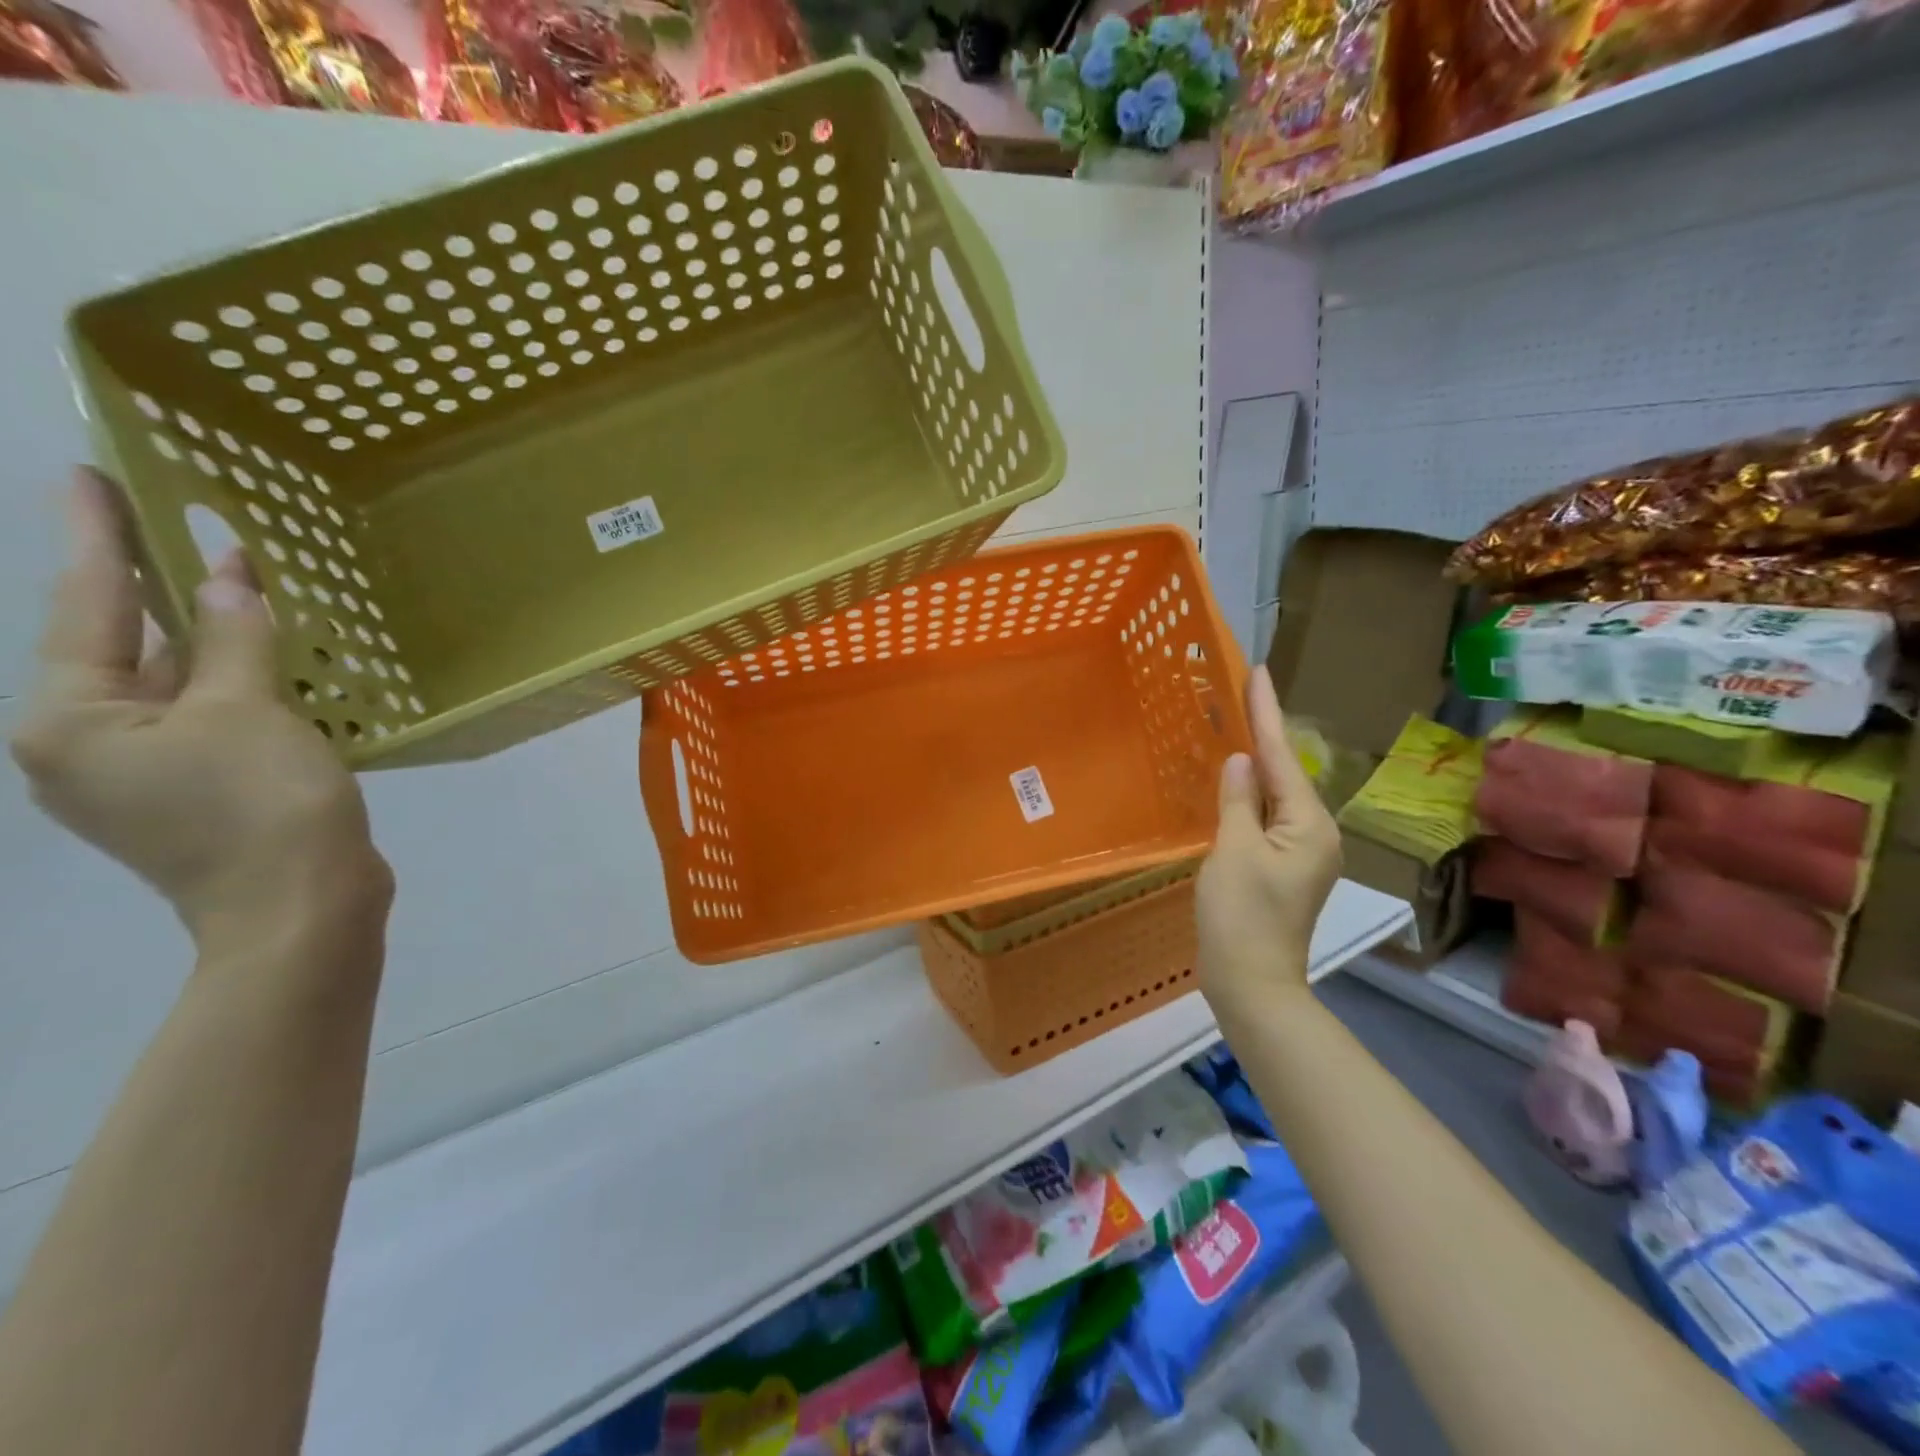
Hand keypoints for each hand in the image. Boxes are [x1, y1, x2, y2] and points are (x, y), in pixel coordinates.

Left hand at [11, 471, 391, 951]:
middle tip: (184, 528)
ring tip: (241, 589)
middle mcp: (86, 744)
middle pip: (125, 646)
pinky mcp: (198, 792)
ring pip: (175, 685)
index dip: (100, 538)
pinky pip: (211, 717)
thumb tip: (225, 576)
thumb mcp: (248, 711)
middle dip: (161, 590)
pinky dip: (239, 684)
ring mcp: (143, 774)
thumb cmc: (262, 806)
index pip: (89, 606)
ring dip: (212, 640)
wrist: (302, 908)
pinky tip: (274, 661)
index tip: (93, 476)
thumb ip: (233, 639)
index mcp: (71, 720)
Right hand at [1196, 665, 1341, 1007]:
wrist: (1251, 981)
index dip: (1267, 712)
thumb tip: (1240, 760)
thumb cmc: (1242, 916)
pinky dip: (1250, 794)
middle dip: (1263, 732)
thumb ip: (1237, 800)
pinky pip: (1267, 816)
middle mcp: (1315, 832)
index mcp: (1308, 824)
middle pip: (1285, 771)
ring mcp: (1301, 851)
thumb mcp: (1234, 851)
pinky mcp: (1284, 866)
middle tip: (1241, 692)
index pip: (1282, 756)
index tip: (1259, 671)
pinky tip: (1235, 781)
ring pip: (1276, 794)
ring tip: (1234, 724)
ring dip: (1256, 762)